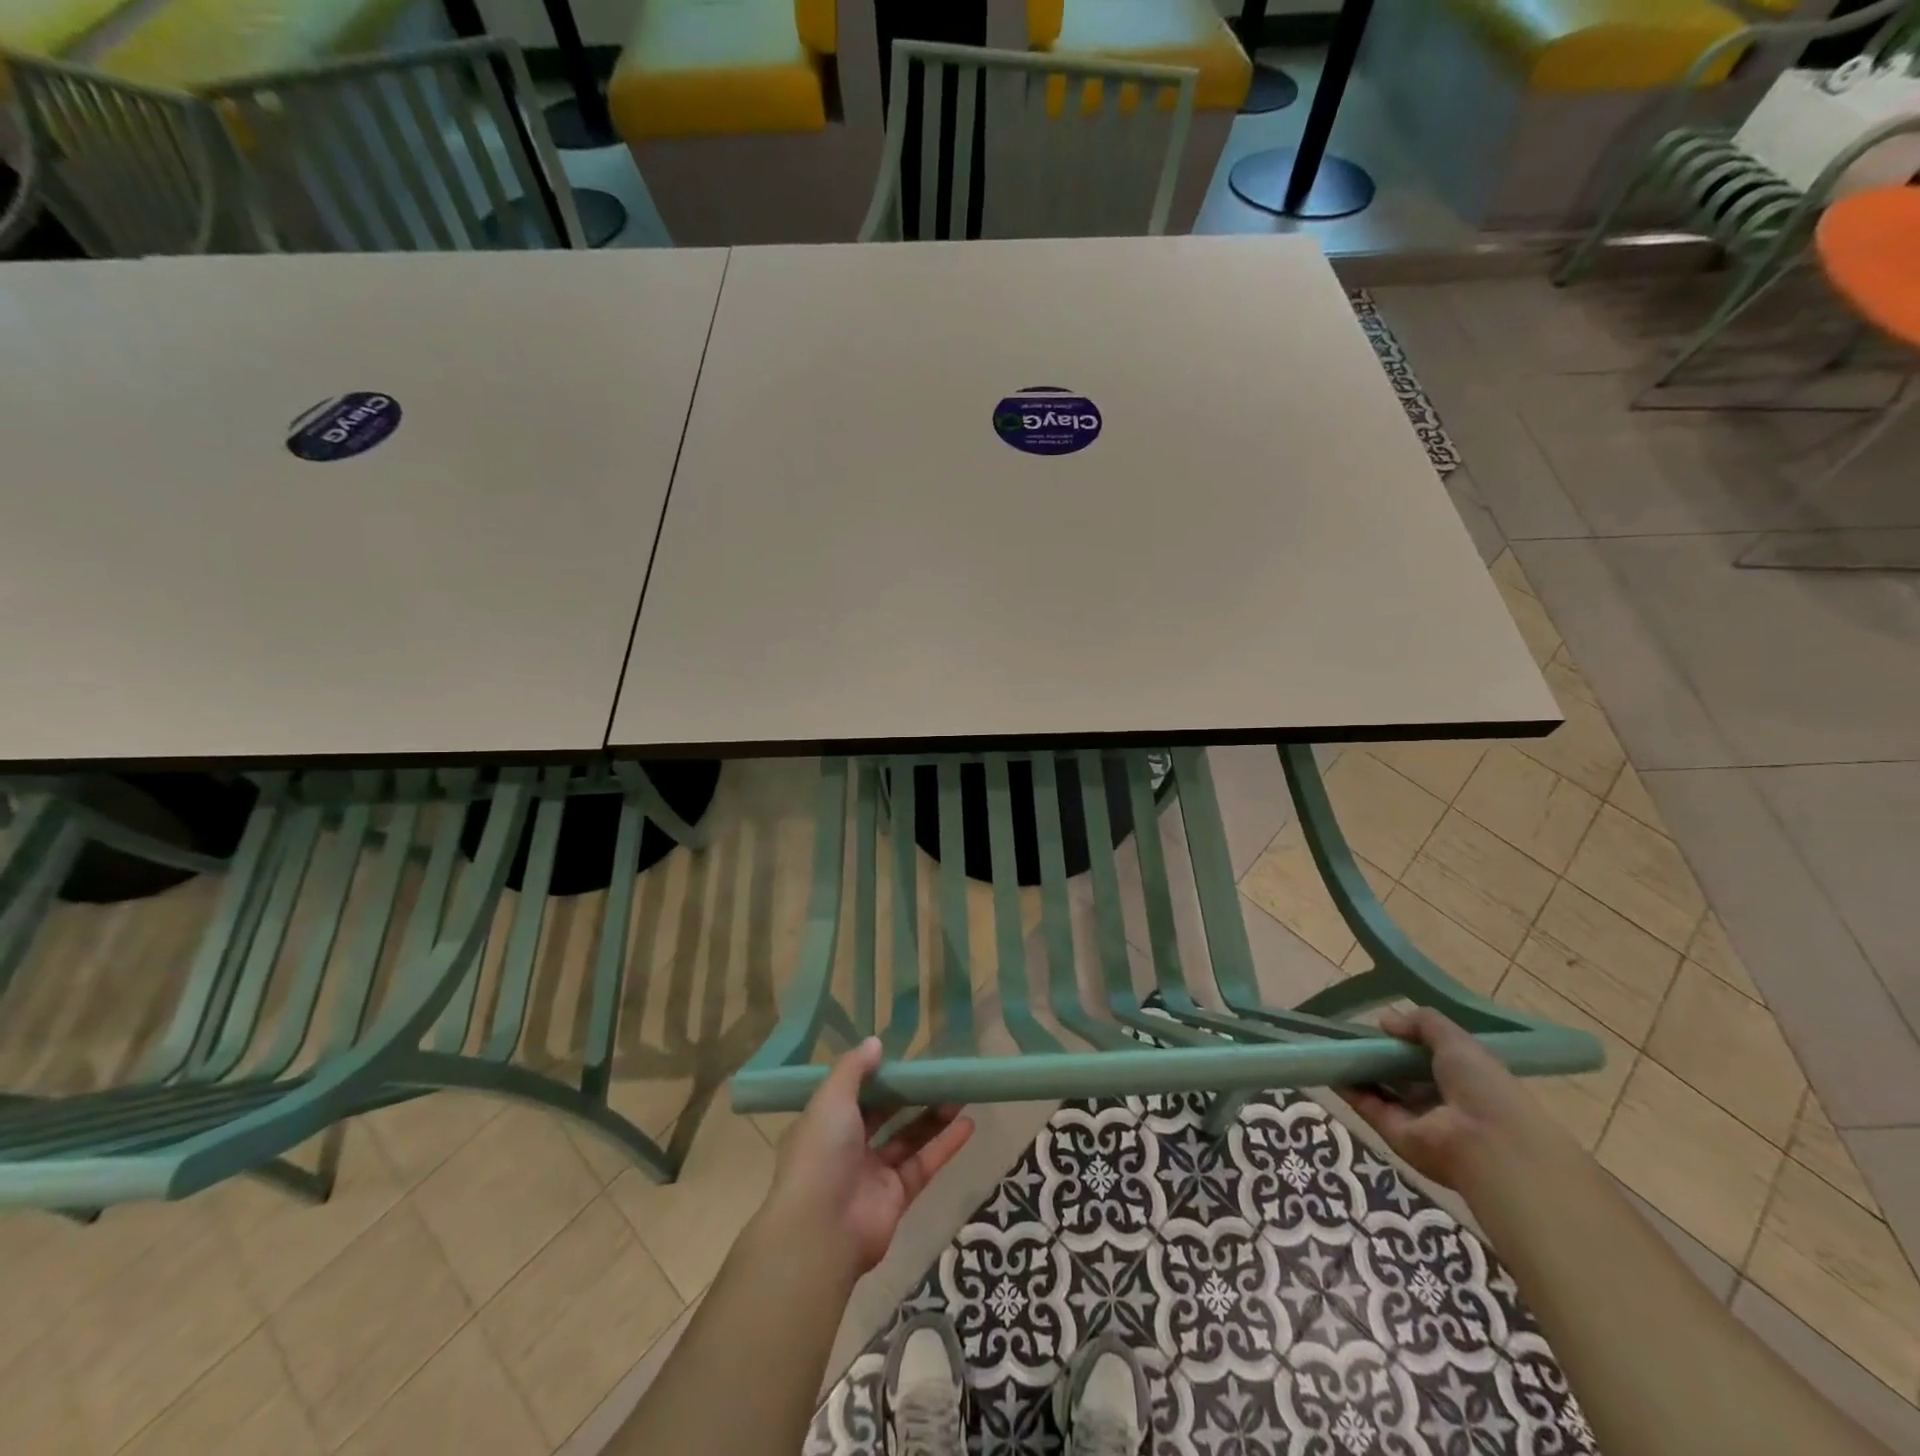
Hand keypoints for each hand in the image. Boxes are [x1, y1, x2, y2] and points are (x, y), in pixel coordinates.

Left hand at [761, 1037, 974, 1276]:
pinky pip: (923, 1165)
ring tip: (960, 1093)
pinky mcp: (896, 1198)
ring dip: (933, 1116)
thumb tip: (875, 1042)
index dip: (876, 1077)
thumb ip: (854, 1068)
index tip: (902, 1060)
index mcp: (823, 1124)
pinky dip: (945, 1145)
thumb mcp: (831, 1098)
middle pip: (883, 1115)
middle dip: (910, 1095)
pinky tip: (968, 1124)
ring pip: (907, 1138)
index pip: (852, 1094)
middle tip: (938, 1074)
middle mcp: (846, 1148)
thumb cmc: (821, 1154)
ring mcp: (871, 1174)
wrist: (820, 1232)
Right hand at [1338, 1007, 1562, 1190]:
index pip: (1429, 1057)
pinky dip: (1347, 1087)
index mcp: (1462, 1078)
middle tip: (1350, 1033)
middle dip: (1378, 1054)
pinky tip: (1329, 1066)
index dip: (1406, 1041)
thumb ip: (1422, 1023)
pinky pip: (1366, 1105)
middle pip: (1401, 1073)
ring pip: (1380, 1088)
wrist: (1488, 1146)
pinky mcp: (1393, 1132)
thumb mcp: (1457, 1040)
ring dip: (1358, 1069)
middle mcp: (1439, 1099)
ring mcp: (1415, 1117)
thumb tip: (1385, 1020)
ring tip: (1332, 1045)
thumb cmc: (1482, 1086)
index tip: (1382, 1026)